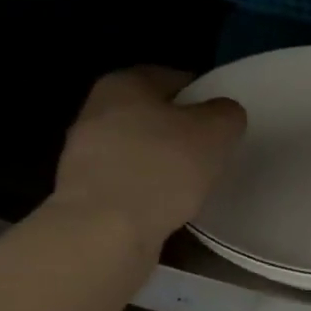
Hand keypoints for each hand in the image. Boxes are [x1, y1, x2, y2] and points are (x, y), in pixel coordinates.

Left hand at [47, 67, 245, 250]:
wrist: (104, 232)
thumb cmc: (162, 167)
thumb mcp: (216, 131)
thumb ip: (227, 114)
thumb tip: (222, 114)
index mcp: (124, 83)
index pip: (175, 79)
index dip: (204, 97)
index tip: (223, 123)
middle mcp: (97, 110)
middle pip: (154, 114)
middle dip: (181, 131)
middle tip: (212, 152)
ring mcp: (84, 153)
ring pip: (139, 149)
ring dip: (164, 163)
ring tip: (193, 184)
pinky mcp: (84, 192)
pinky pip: (129, 181)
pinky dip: (149, 190)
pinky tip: (168, 206)